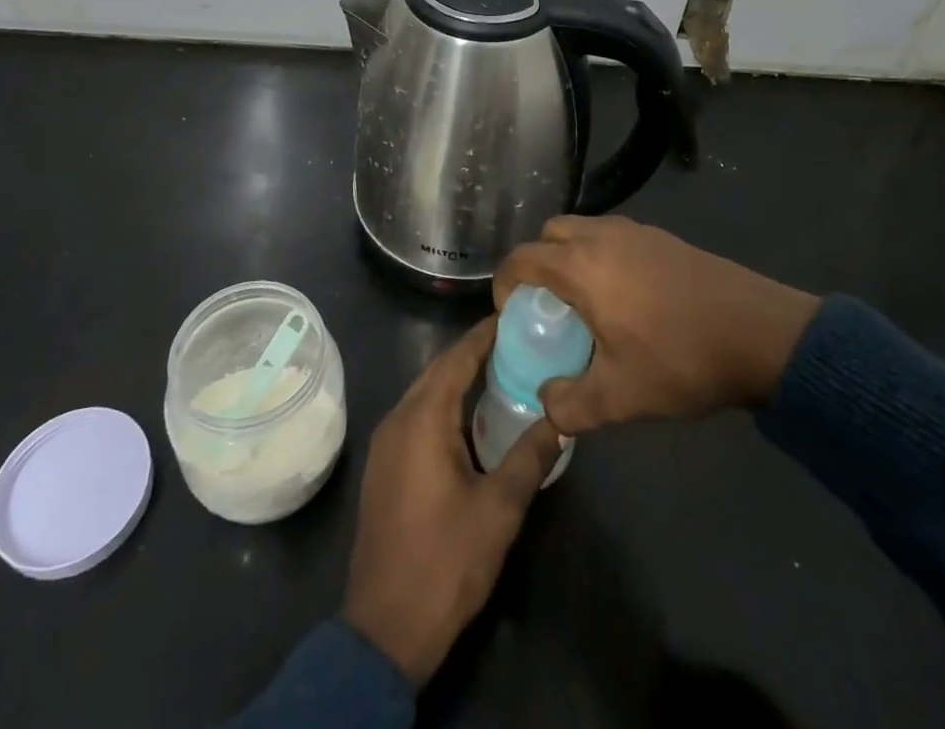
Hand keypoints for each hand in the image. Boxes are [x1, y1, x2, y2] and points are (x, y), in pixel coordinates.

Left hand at [342, 317, 563, 685]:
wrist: (384, 629)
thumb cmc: (445, 561)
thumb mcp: (499, 509)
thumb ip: (529, 457)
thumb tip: (560, 419)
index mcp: (423, 418)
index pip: (458, 358)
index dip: (485, 334)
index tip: (514, 314)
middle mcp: (399, 418)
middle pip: (439, 369)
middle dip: (474, 352)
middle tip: (516, 341)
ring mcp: (386, 442)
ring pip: (425, 391)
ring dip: (458, 377)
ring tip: (500, 370)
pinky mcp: (385, 465)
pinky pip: (417, 414)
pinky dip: (444, 402)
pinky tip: (470, 416)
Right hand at [493, 216, 819, 434]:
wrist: (759, 333)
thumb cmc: (680, 359)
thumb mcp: (620, 398)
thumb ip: (571, 405)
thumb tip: (547, 404)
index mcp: (581, 266)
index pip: (522, 259)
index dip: (505, 283)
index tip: (511, 314)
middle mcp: (602, 237)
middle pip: (550, 234)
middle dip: (537, 263)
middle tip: (547, 305)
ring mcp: (636, 232)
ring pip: (583, 229)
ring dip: (570, 256)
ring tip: (586, 302)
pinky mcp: (663, 237)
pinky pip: (613, 236)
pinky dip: (601, 255)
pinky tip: (626, 297)